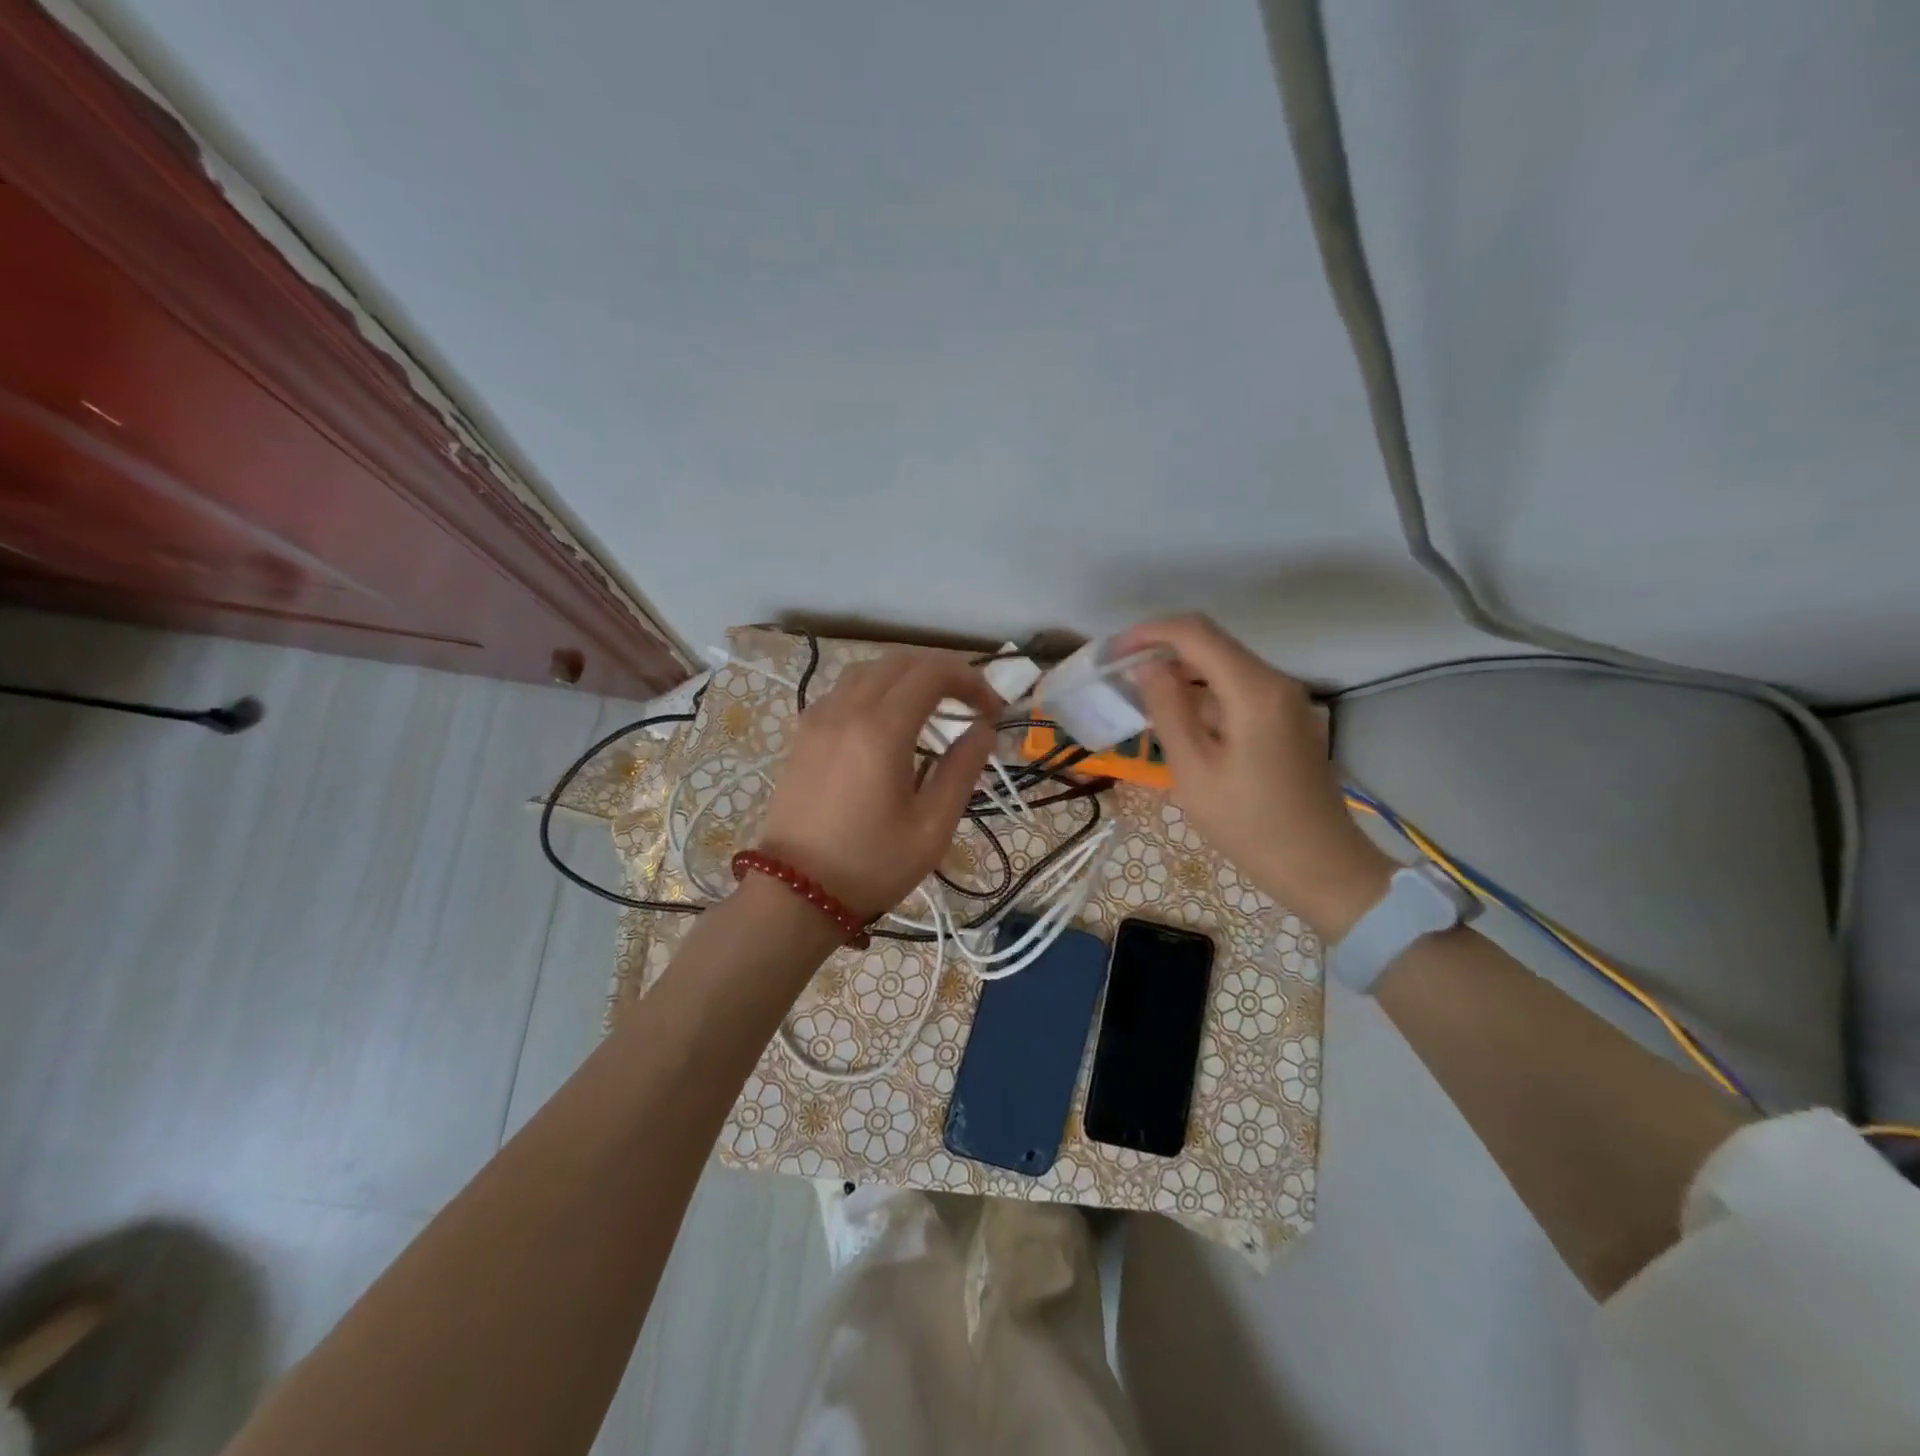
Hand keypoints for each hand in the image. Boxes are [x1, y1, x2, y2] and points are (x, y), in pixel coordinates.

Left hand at [756, 651, 1000, 921]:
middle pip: (901, 660)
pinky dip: (876, 688)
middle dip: (943, 672)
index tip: (992, 712)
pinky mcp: (803, 732)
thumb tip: (982, 730)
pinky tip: (887, 720)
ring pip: (869, 669)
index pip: (934, 672)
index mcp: (882, 729)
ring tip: (932, 706)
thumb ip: (962, 769)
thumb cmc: (871, 865)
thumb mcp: (932, 827)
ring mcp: (819, 717)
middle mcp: (847, 709)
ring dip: (907, 676)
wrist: (795, 893)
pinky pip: (844, 689)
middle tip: (969, 704)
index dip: (972, 681)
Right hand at [1116, 615, 1393, 937]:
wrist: (1319, 865)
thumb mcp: (1194, 770)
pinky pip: (1236, 690)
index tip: (1112, 654)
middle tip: (1119, 675)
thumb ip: (1168, 710)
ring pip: (1223, 667)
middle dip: (1161, 650)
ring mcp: (1284, 700)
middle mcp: (1274, 682)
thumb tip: (1147, 666)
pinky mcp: (1285, 720)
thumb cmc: (1249, 823)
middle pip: (1211, 644)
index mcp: (1253, 689)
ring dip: (1180, 673)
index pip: (1194, 633)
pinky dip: (1201, 694)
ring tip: (1138, 697)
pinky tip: (1176, 720)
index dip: (1148, 633)